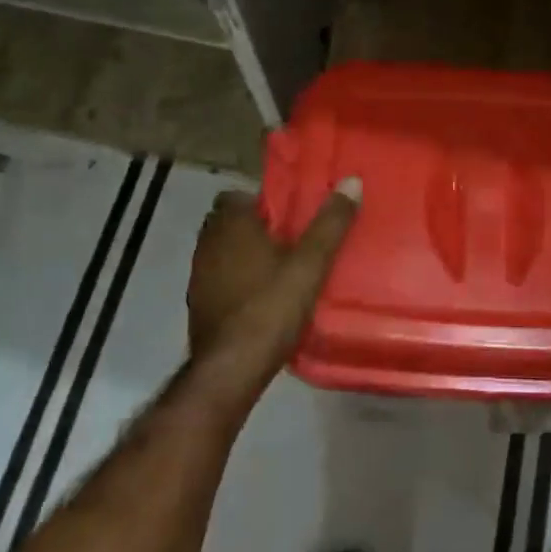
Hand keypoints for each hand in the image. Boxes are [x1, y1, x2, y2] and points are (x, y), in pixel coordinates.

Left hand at [187, 179, 361, 400]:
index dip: (262, 201)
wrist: (231, 370)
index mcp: (231, 226)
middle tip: (289, 238)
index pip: (238, 196)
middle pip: (229, 223)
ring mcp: (199, 278)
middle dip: (255, 227)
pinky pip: (219, 279)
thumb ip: (330, 223)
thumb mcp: (310, 264)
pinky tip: (260, 297)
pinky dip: (236, 281)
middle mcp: (208, 245)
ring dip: (244, 255)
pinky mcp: (198, 307)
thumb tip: (351, 181)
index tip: (289, 213)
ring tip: (279, 267)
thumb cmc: (270, 308)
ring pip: (223, 252)